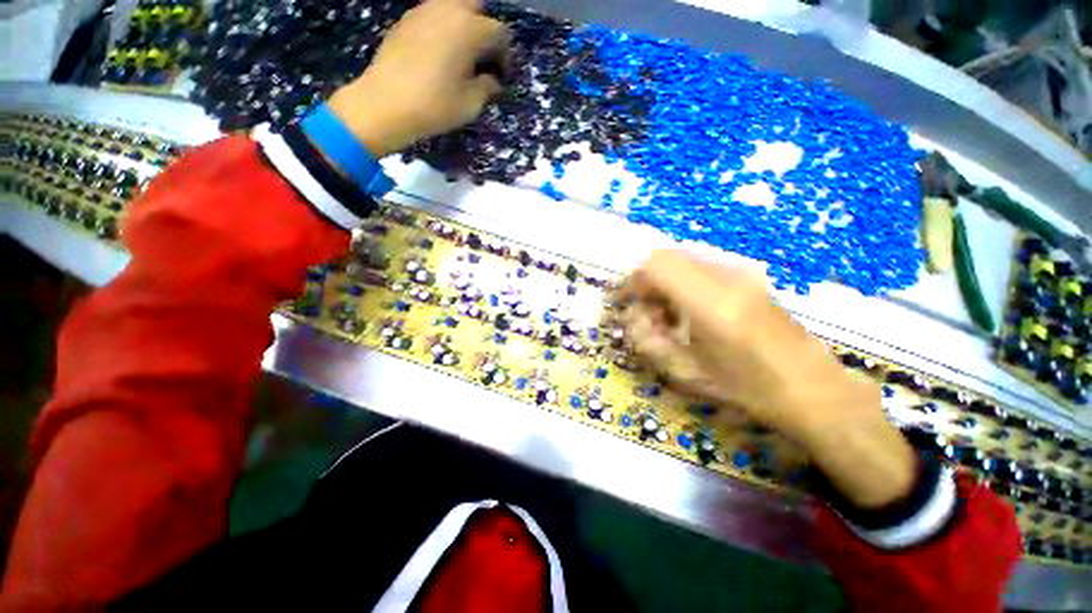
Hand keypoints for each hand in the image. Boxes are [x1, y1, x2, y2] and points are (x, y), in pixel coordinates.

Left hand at [327, 0, 509, 156]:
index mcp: (469, 29)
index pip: (500, 32)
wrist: (385, 103)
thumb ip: (487, 88)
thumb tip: (493, 81)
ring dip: (462, 25)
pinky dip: (441, 28)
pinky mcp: (405, 20)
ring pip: (451, 6)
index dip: (505, 55)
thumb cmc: (435, 105)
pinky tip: (438, 53)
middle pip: (476, 6)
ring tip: (460, 55)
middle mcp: (448, 9)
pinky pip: (431, 15)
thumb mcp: (470, 104)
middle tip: (482, 56)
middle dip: (484, 28)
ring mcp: (423, 11)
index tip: (501, 76)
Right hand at [616, 251, 915, 507]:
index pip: (656, 267)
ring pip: (682, 259)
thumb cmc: (748, 389)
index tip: (621, 302)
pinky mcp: (748, 276)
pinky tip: (688, 311)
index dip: (631, 281)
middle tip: (642, 312)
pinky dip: (681, 282)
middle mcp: (726, 276)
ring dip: (662, 281)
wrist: (814, 390)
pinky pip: (700, 266)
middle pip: (666, 257)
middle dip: (645, 281)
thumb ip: (649, 341)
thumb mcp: (687, 373)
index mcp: (711, 303)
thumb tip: (631, 317)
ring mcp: (741, 272)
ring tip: (664, 315)